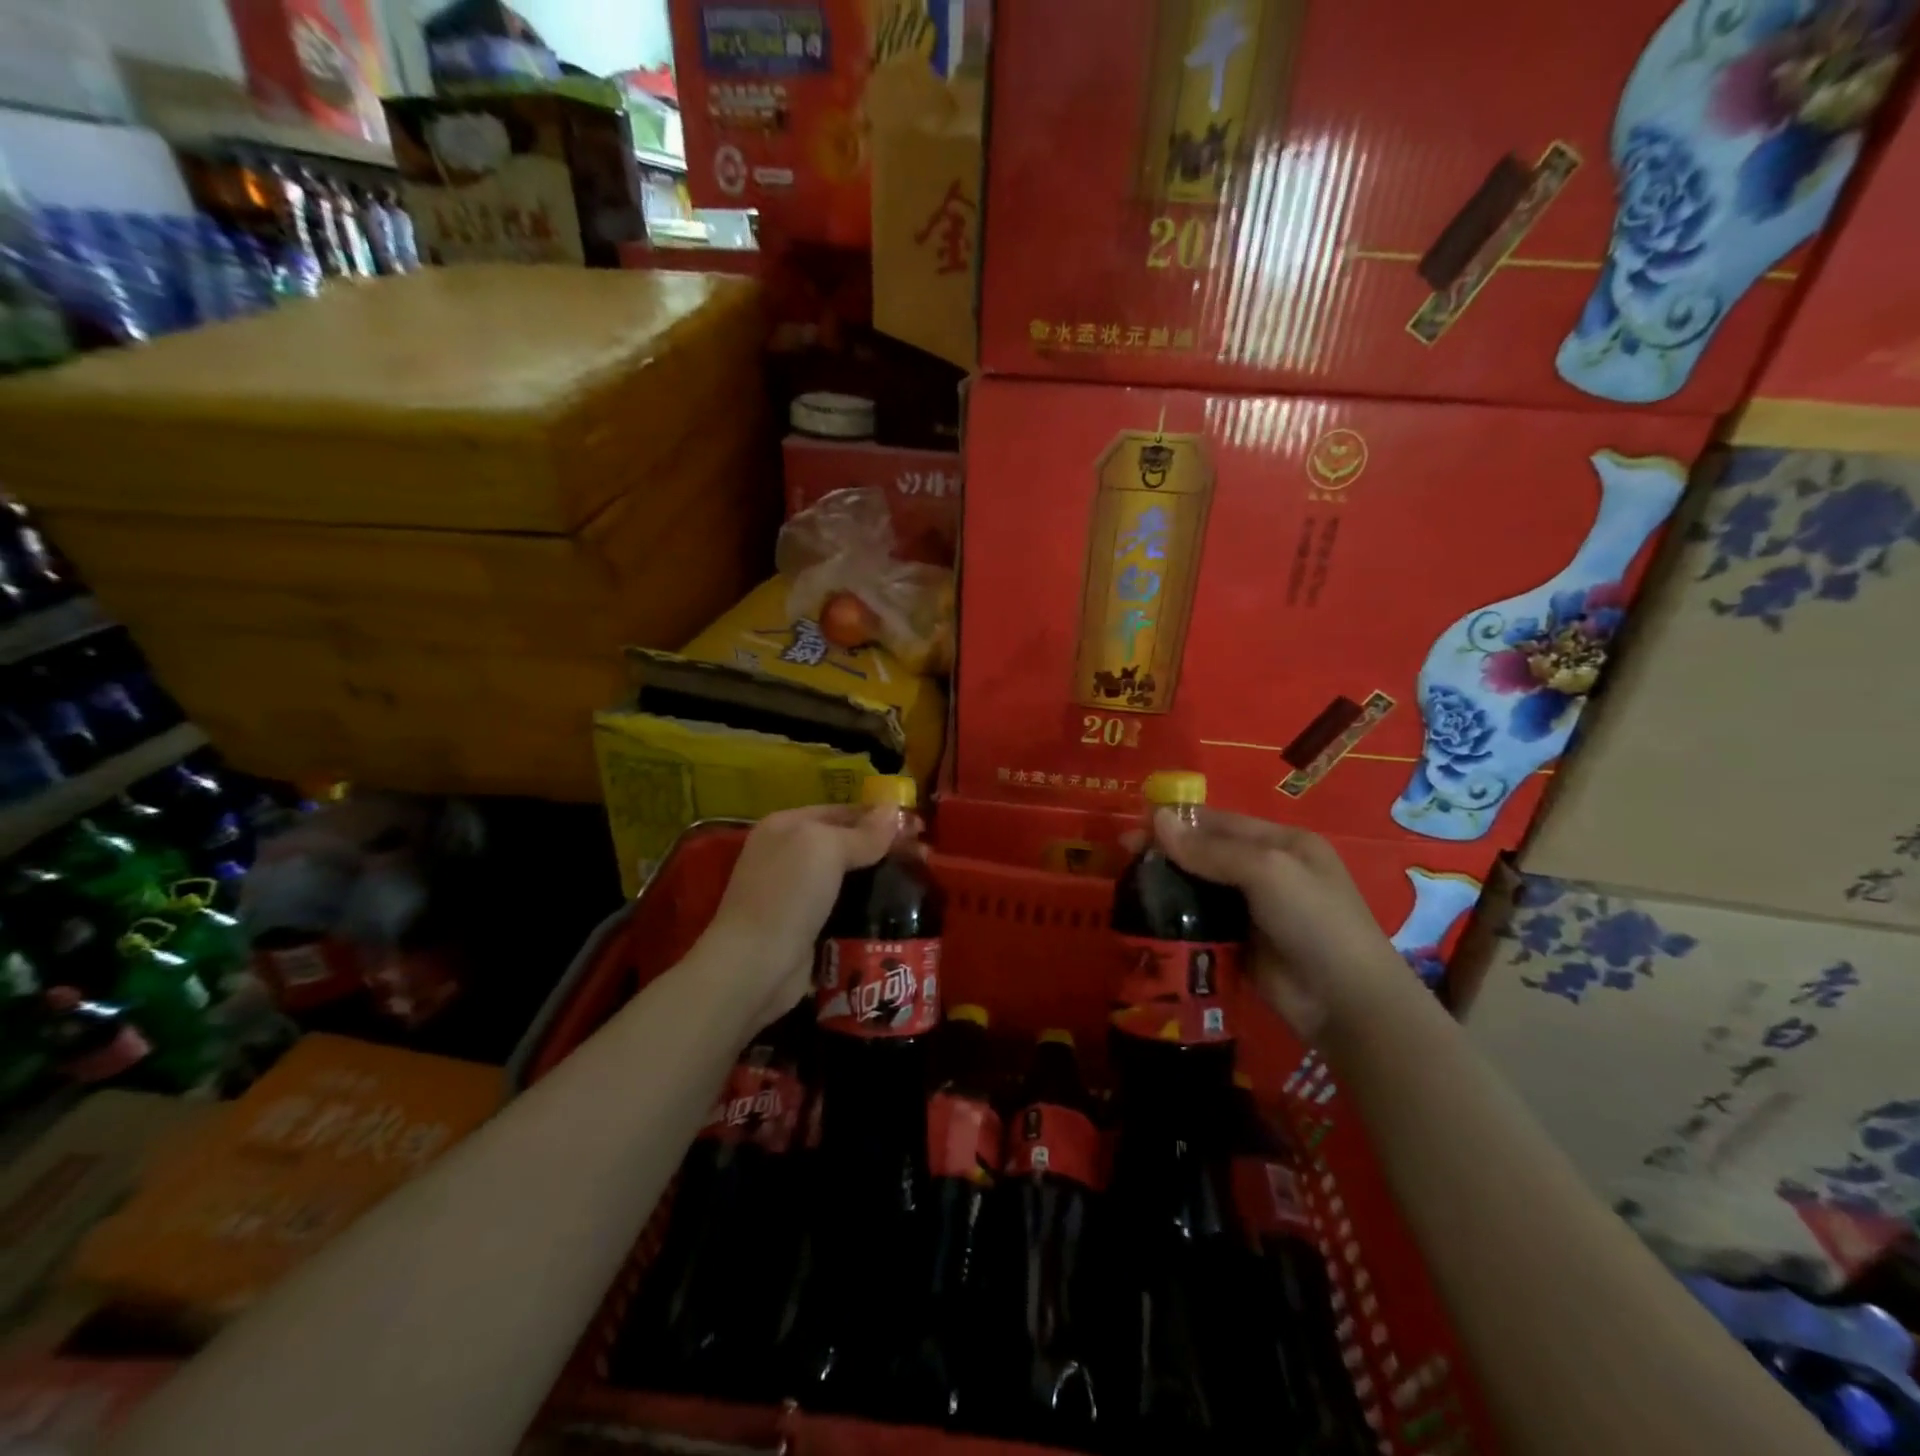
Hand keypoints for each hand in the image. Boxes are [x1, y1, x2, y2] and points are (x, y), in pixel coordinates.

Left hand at [699, 804, 909, 1029]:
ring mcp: (797, 894)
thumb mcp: (826, 849)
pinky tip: (899, 911)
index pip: (843, 810)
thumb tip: (894, 811)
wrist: (755, 966)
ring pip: (850, 878)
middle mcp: (789, 855)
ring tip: (921, 881)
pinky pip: (846, 908)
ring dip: (882, 878)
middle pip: (848, 843)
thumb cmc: (788, 894)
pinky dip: (870, 908)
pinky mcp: (808, 928)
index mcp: (787, 826)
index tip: (919, 826)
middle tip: (926, 855)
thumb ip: (863, 832)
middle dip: (886, 847)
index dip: (881, 816)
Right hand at [1146, 806, 1418, 1041]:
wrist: (1346, 1003)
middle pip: (1206, 853)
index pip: (1220, 822)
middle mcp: (1267, 871)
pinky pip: (1200, 922)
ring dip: (1167, 885)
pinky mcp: (1239, 944)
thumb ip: (1211, 849)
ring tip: (1126, 885)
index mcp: (1282, 844)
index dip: (1177, 821)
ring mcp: (1253, 910)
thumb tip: (1157, 819)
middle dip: (1166, 851)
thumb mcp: (1268, 872)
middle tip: (1122, 855)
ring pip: (1199, 888)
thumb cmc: (1314, 921)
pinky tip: (1146, 917)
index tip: (1135, 825)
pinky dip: (1175, 918)